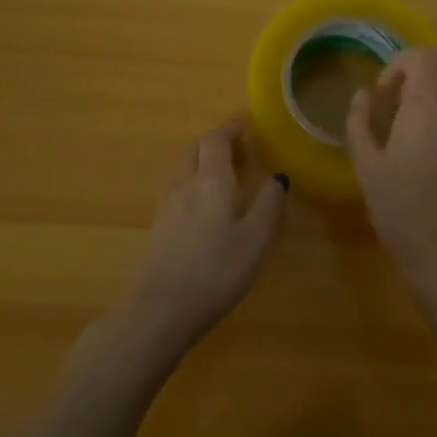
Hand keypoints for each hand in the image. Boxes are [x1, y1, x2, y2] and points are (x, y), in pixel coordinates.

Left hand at [124, 119, 285, 348]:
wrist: (160, 310)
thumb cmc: (216, 271)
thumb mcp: (255, 239)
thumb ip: (268, 204)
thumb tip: (277, 176)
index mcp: (210, 180)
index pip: (215, 140)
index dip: (230, 129)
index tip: (246, 127)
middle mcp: (184, 184)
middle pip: (194, 150)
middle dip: (214, 143)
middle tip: (237, 149)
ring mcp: (167, 206)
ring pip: (183, 169)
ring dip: (201, 162)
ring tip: (222, 174)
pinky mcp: (158, 227)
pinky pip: (177, 189)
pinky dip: (192, 183)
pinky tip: (204, 205)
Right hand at [346, 48, 436, 295]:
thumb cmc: (402, 215)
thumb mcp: (367, 170)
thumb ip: (360, 125)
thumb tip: (360, 95)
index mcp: (426, 112)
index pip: (425, 56)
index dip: (401, 62)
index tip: (385, 92)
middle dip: (435, 60)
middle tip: (410, 88)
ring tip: (416, 120)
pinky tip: (431, 151)